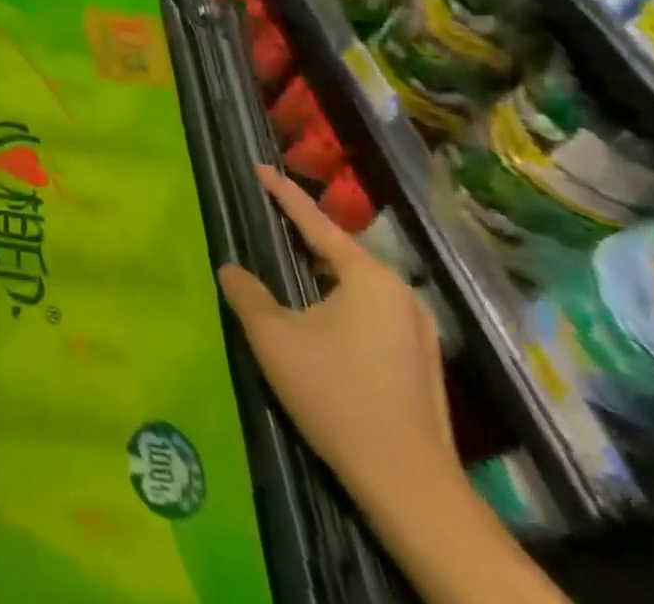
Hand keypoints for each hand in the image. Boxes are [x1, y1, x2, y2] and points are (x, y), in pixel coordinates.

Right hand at [218, 165, 459, 511]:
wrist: (410, 486)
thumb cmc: (336, 395)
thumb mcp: (274, 338)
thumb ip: (247, 293)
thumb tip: (231, 268)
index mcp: (368, 277)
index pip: (315, 222)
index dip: (283, 193)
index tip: (259, 167)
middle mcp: (400, 293)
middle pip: (340, 251)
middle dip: (304, 234)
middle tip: (270, 217)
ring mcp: (418, 330)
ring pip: (357, 284)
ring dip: (323, 272)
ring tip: (290, 263)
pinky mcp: (422, 362)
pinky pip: (371, 311)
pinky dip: (341, 301)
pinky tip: (322, 317)